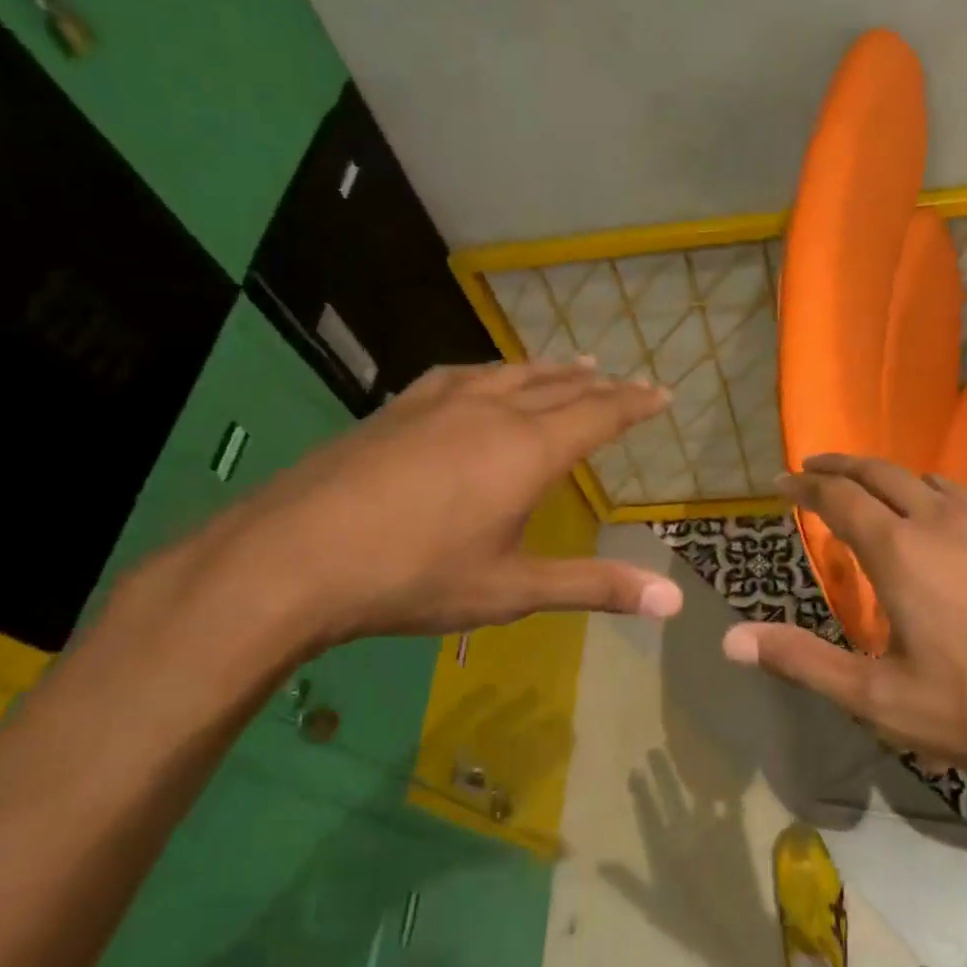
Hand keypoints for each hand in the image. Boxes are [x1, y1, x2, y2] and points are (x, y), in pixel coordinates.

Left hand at [167, 360, 683, 651]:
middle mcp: (492, 413)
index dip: (634, 404)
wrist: (294, 557)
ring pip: (511, 374)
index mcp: (527, 451)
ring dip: (549, 370)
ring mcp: (440, 405)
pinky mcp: (398, 410)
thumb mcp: (512, 591)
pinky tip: (483, 378)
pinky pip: (462, 376)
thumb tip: (672, 602)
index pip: (598, 415)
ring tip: (573, 364)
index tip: (662, 393)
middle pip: (559, 388)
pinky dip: (493, 372)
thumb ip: (594, 587)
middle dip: (599, 386)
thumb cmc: (416, 577)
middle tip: (625, 380)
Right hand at [719, 454, 966, 827]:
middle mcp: (948, 519)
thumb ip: (804, 663)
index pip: (838, 497)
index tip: (784, 479)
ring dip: (899, 481)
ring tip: (884, 497)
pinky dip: (953, 507)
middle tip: (819, 465)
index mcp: (902, 551)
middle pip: (884, 471)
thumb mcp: (884, 702)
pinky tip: (966, 540)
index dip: (805, 483)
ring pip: (937, 482)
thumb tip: (731, 640)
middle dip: (844, 464)